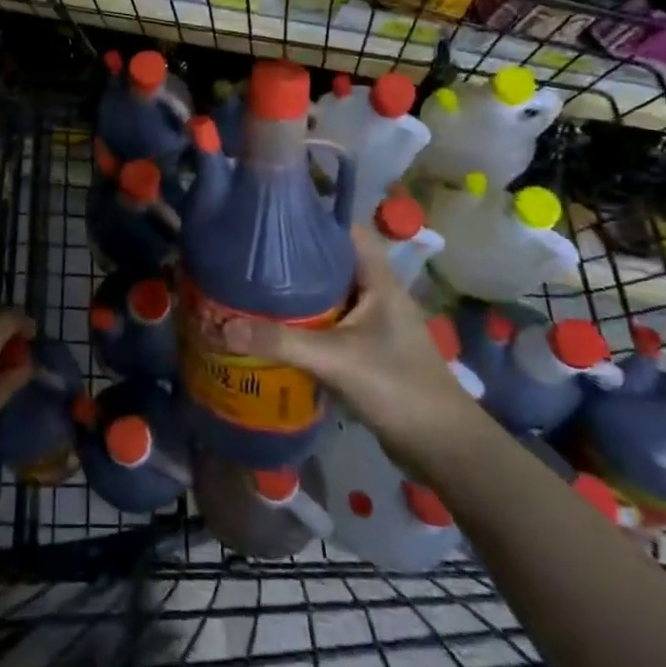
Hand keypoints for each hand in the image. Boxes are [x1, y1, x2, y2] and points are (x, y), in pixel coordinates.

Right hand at [221, 225, 485, 471]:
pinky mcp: (364, 350)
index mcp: (378, 280)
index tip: (272, 216)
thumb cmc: (399, 387)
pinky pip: (326, 324)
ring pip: (326, 295)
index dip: (313, 218)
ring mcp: (371, 324)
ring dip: (295, 293)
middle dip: (293, 257)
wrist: (444, 449)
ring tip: (251, 285)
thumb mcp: (336, 359)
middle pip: (330, 262)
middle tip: (249, 253)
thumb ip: (280, 342)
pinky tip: (272, 328)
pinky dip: (302, 323)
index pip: (345, 231)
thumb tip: (221, 326)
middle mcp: (375, 294)